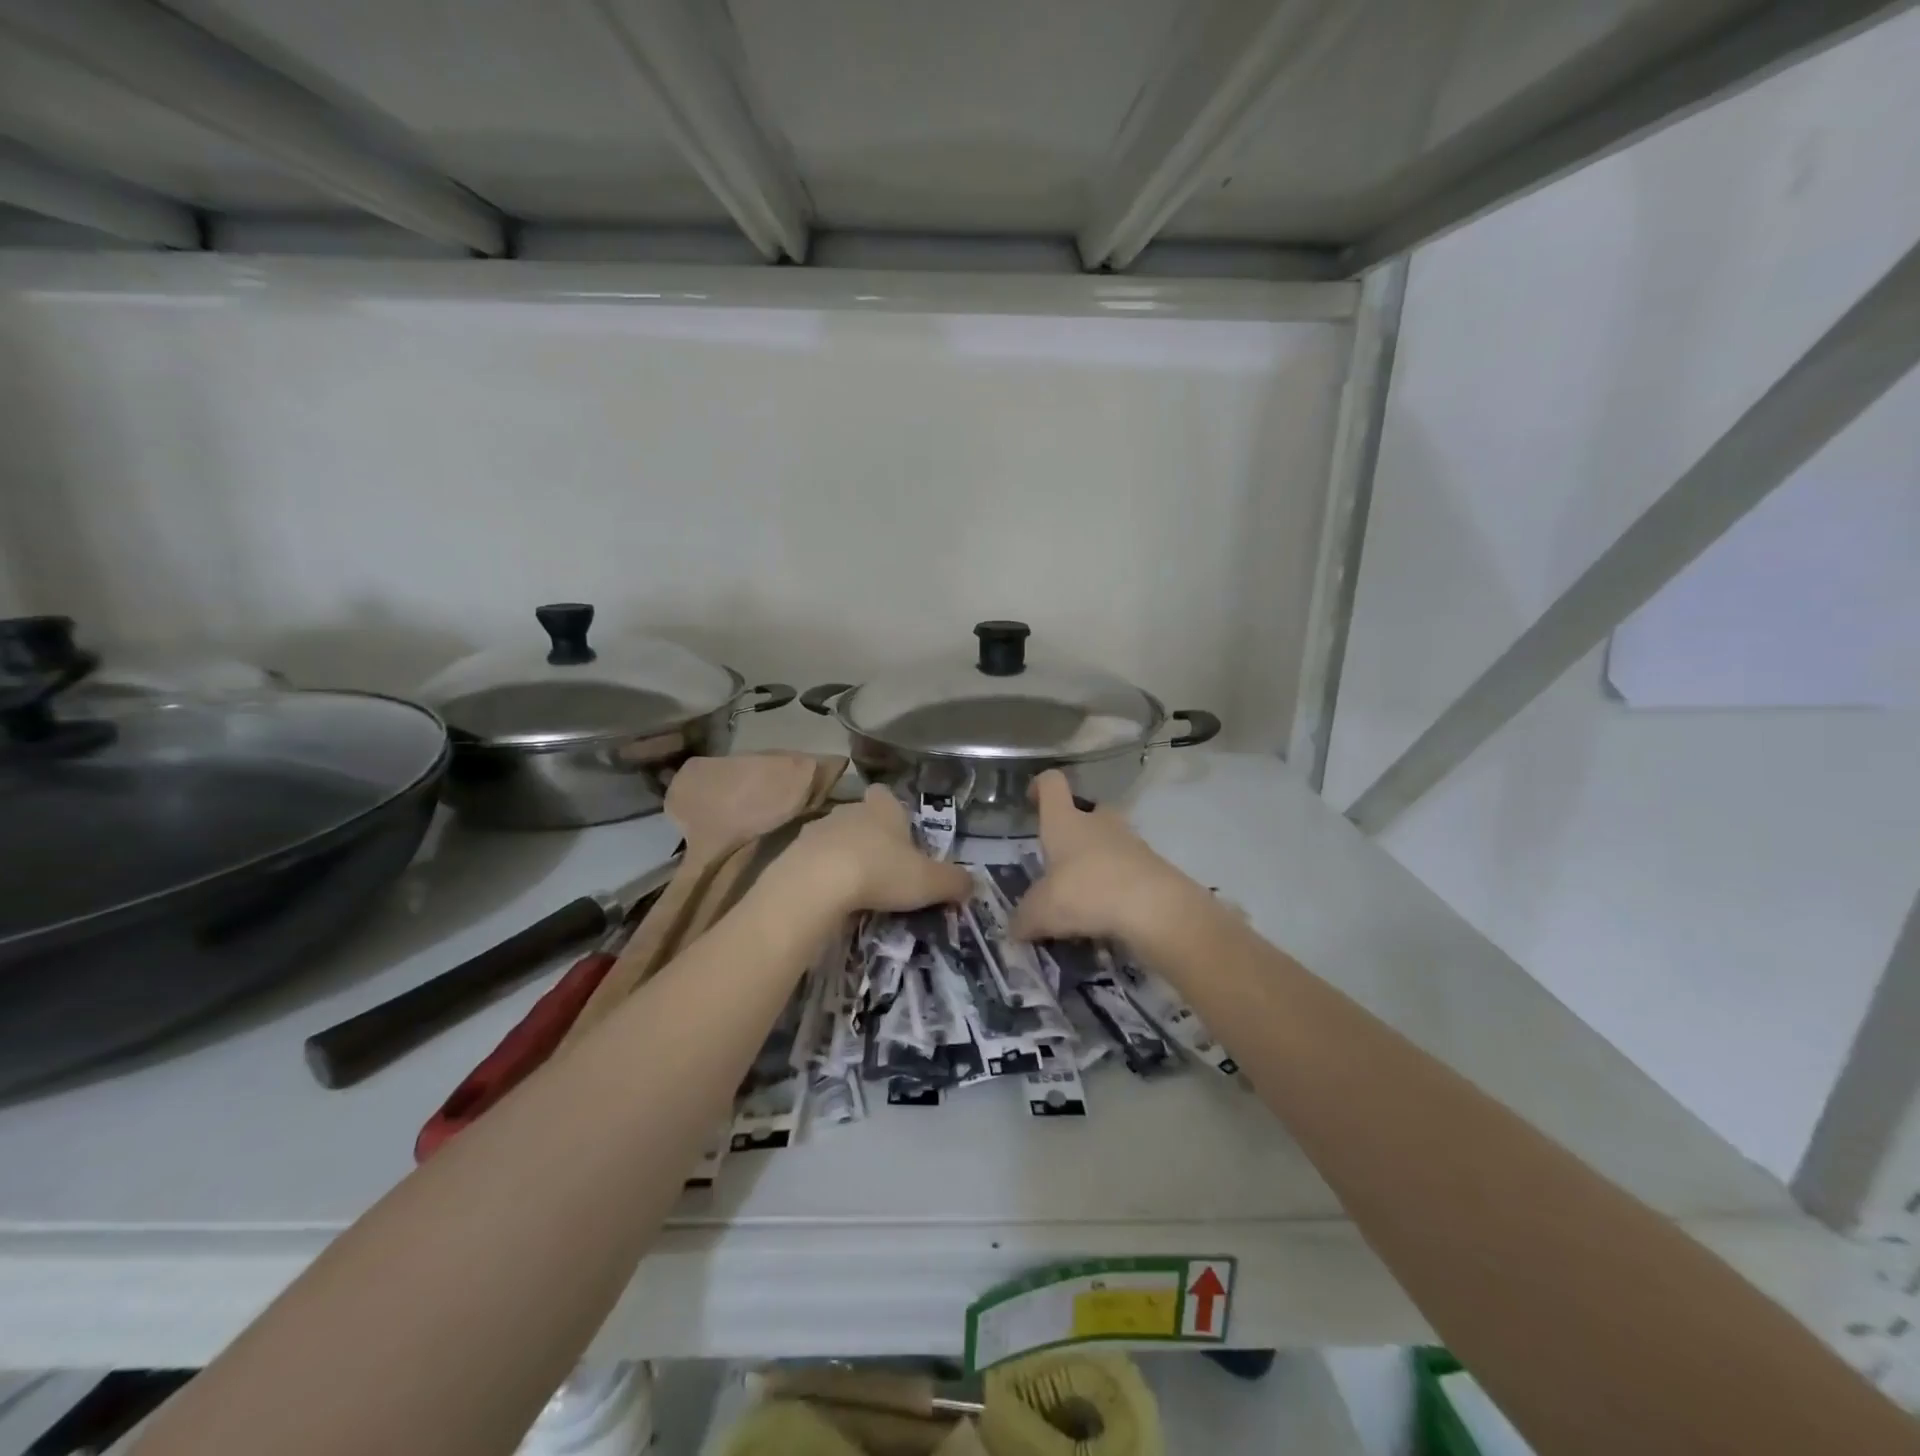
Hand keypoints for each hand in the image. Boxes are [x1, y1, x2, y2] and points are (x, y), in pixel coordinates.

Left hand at [781, 786, 972, 913]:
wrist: (816, 884)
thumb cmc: (880, 871)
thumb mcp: (929, 882)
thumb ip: (954, 882)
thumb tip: (973, 884)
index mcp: (883, 808)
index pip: (887, 795)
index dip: (893, 811)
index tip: (900, 834)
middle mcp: (849, 810)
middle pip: (862, 817)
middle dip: (871, 838)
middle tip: (884, 870)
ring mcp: (817, 829)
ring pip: (836, 838)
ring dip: (845, 857)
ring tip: (857, 889)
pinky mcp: (793, 853)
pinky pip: (814, 861)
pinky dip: (822, 875)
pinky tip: (831, 898)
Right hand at [1010, 772, 1198, 946]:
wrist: (1156, 908)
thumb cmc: (1087, 892)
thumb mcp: (1041, 912)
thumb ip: (1024, 918)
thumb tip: (1016, 927)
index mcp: (1065, 821)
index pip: (1052, 784)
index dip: (1040, 787)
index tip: (1032, 800)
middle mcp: (1099, 823)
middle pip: (1086, 811)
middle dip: (1075, 831)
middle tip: (1061, 862)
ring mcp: (1131, 843)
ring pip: (1110, 843)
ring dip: (1097, 863)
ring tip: (1083, 899)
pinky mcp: (1154, 868)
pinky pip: (1128, 872)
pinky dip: (1117, 888)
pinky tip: (1107, 917)